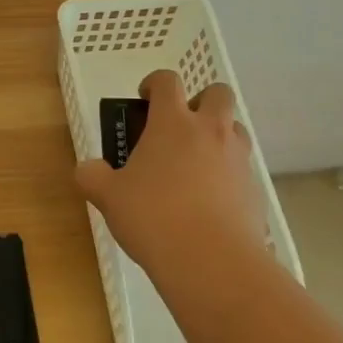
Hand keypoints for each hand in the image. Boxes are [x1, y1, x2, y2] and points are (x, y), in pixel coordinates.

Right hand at [75, 71, 267, 274]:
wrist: (212, 261)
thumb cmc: (154, 217)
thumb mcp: (109, 198)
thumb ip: (93, 177)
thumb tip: (87, 169)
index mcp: (173, 123)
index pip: (167, 81)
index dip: (154, 84)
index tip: (145, 99)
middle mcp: (210, 130)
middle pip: (217, 93)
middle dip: (201, 101)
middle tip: (180, 127)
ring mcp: (238, 159)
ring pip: (235, 129)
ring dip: (218, 136)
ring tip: (196, 165)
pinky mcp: (255, 189)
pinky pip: (242, 169)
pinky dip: (228, 175)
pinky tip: (210, 203)